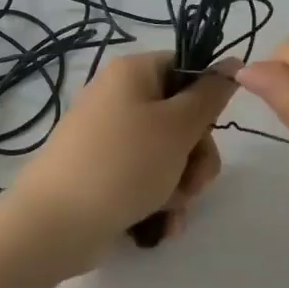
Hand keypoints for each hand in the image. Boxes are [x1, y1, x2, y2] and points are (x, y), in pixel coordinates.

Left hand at [5, 51, 237, 277]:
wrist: (56, 224)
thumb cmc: (123, 164)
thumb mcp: (177, 126)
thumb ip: (210, 95)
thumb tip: (232, 62)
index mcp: (132, 73)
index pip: (184, 68)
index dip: (205, 99)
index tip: (210, 128)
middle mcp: (118, 98)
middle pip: (180, 117)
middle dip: (196, 155)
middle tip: (194, 180)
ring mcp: (108, 138)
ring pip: (168, 153)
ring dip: (181, 183)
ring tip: (172, 208)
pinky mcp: (103, 173)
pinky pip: (145, 178)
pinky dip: (159, 199)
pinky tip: (162, 225)